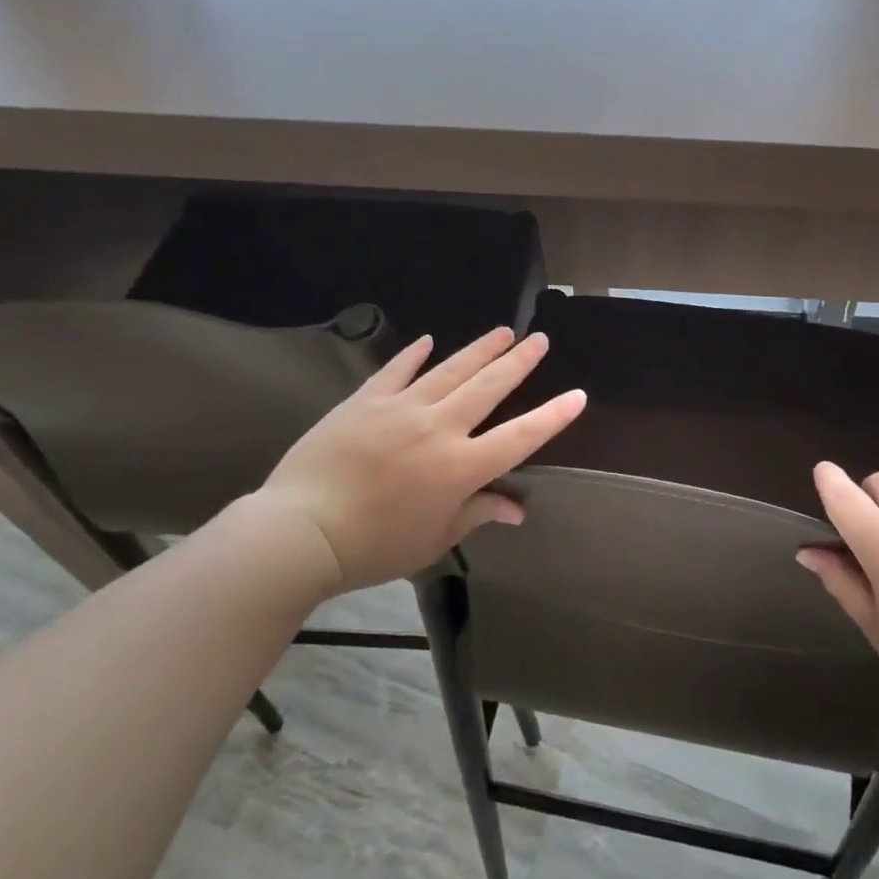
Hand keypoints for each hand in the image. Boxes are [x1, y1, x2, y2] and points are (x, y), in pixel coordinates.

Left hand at [248, 328, 586, 593]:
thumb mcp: (434, 539)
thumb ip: (477, 514)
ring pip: (450, 370)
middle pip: (488, 388)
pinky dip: (414, 354)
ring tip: (502, 331)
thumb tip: (517, 509)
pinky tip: (428, 340)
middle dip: (518, 362)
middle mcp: (439, 428)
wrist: (300, 531)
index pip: (519, 437)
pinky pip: (396, 371)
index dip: (551, 417)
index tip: (577, 395)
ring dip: (480, 350)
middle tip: (539, 340)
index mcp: (460, 467)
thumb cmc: (374, 546)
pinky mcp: (365, 401)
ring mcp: (400, 408)